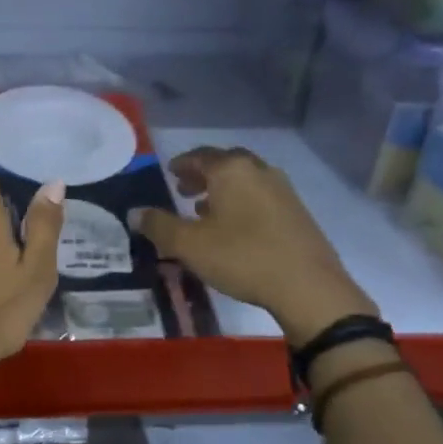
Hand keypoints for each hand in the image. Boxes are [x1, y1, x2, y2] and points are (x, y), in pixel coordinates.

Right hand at [131, 146, 375, 339]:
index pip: (201, 156)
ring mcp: (283, 191)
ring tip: (204, 210)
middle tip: (184, 189)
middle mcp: (259, 171)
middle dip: (203, 175)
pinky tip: (234, 228)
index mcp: (232, 170)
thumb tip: (135, 213)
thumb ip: (158, 225)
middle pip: (226, 164)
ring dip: (223, 191)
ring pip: (245, 182)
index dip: (182, 164)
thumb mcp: (188, 244)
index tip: (170, 172)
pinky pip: (260, 198)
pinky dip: (241, 204)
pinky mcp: (298, 214)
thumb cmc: (241, 257)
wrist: (307, 287)